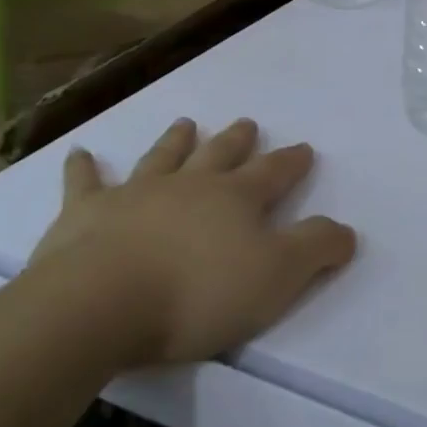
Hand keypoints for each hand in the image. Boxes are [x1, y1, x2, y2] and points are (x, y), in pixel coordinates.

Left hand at [26, 118, 355, 370]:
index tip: (304, 148)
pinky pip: (85, 184)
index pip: (273, 173)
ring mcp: (135, 194)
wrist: (100, 303)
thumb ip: (315, 248)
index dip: (292, 161)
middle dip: (237, 140)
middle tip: (246, 123)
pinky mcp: (85, 214)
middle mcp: (189, 186)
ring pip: (162, 158)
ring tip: (185, 123)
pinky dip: (84, 169)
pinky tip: (80, 154)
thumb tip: (347, 230)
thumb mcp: (277, 276)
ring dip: (176, 141)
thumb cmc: (198, 292)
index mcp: (236, 199)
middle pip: (219, 155)